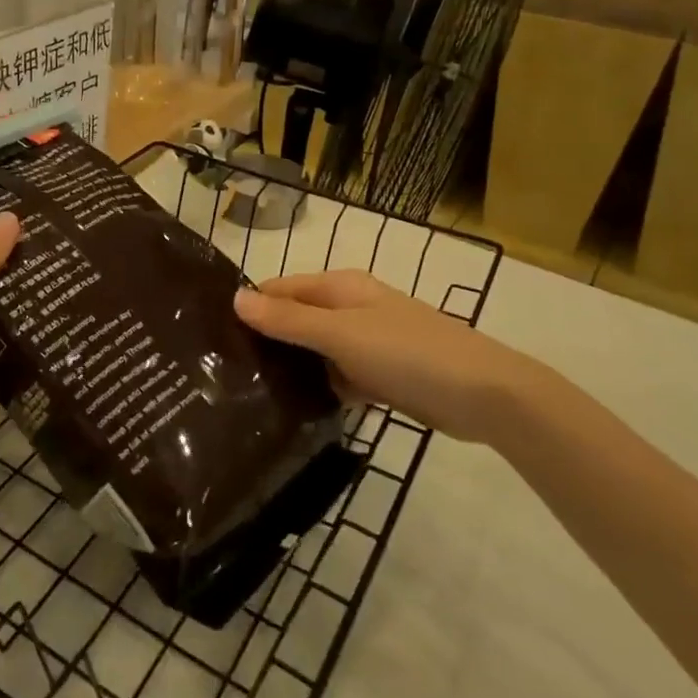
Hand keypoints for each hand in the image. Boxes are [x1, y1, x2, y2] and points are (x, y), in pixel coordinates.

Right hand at [233, 270, 572, 443]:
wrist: (484, 395)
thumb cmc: (408, 353)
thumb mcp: (341, 334)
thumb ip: (287, 320)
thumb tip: (235, 298)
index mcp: (340, 287)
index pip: (280, 290)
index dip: (250, 308)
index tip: (213, 337)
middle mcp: (350, 308)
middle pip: (296, 320)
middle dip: (267, 340)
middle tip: (223, 372)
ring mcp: (367, 343)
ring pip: (316, 351)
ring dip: (292, 368)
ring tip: (247, 394)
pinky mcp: (380, 375)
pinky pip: (338, 376)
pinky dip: (321, 388)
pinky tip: (294, 411)